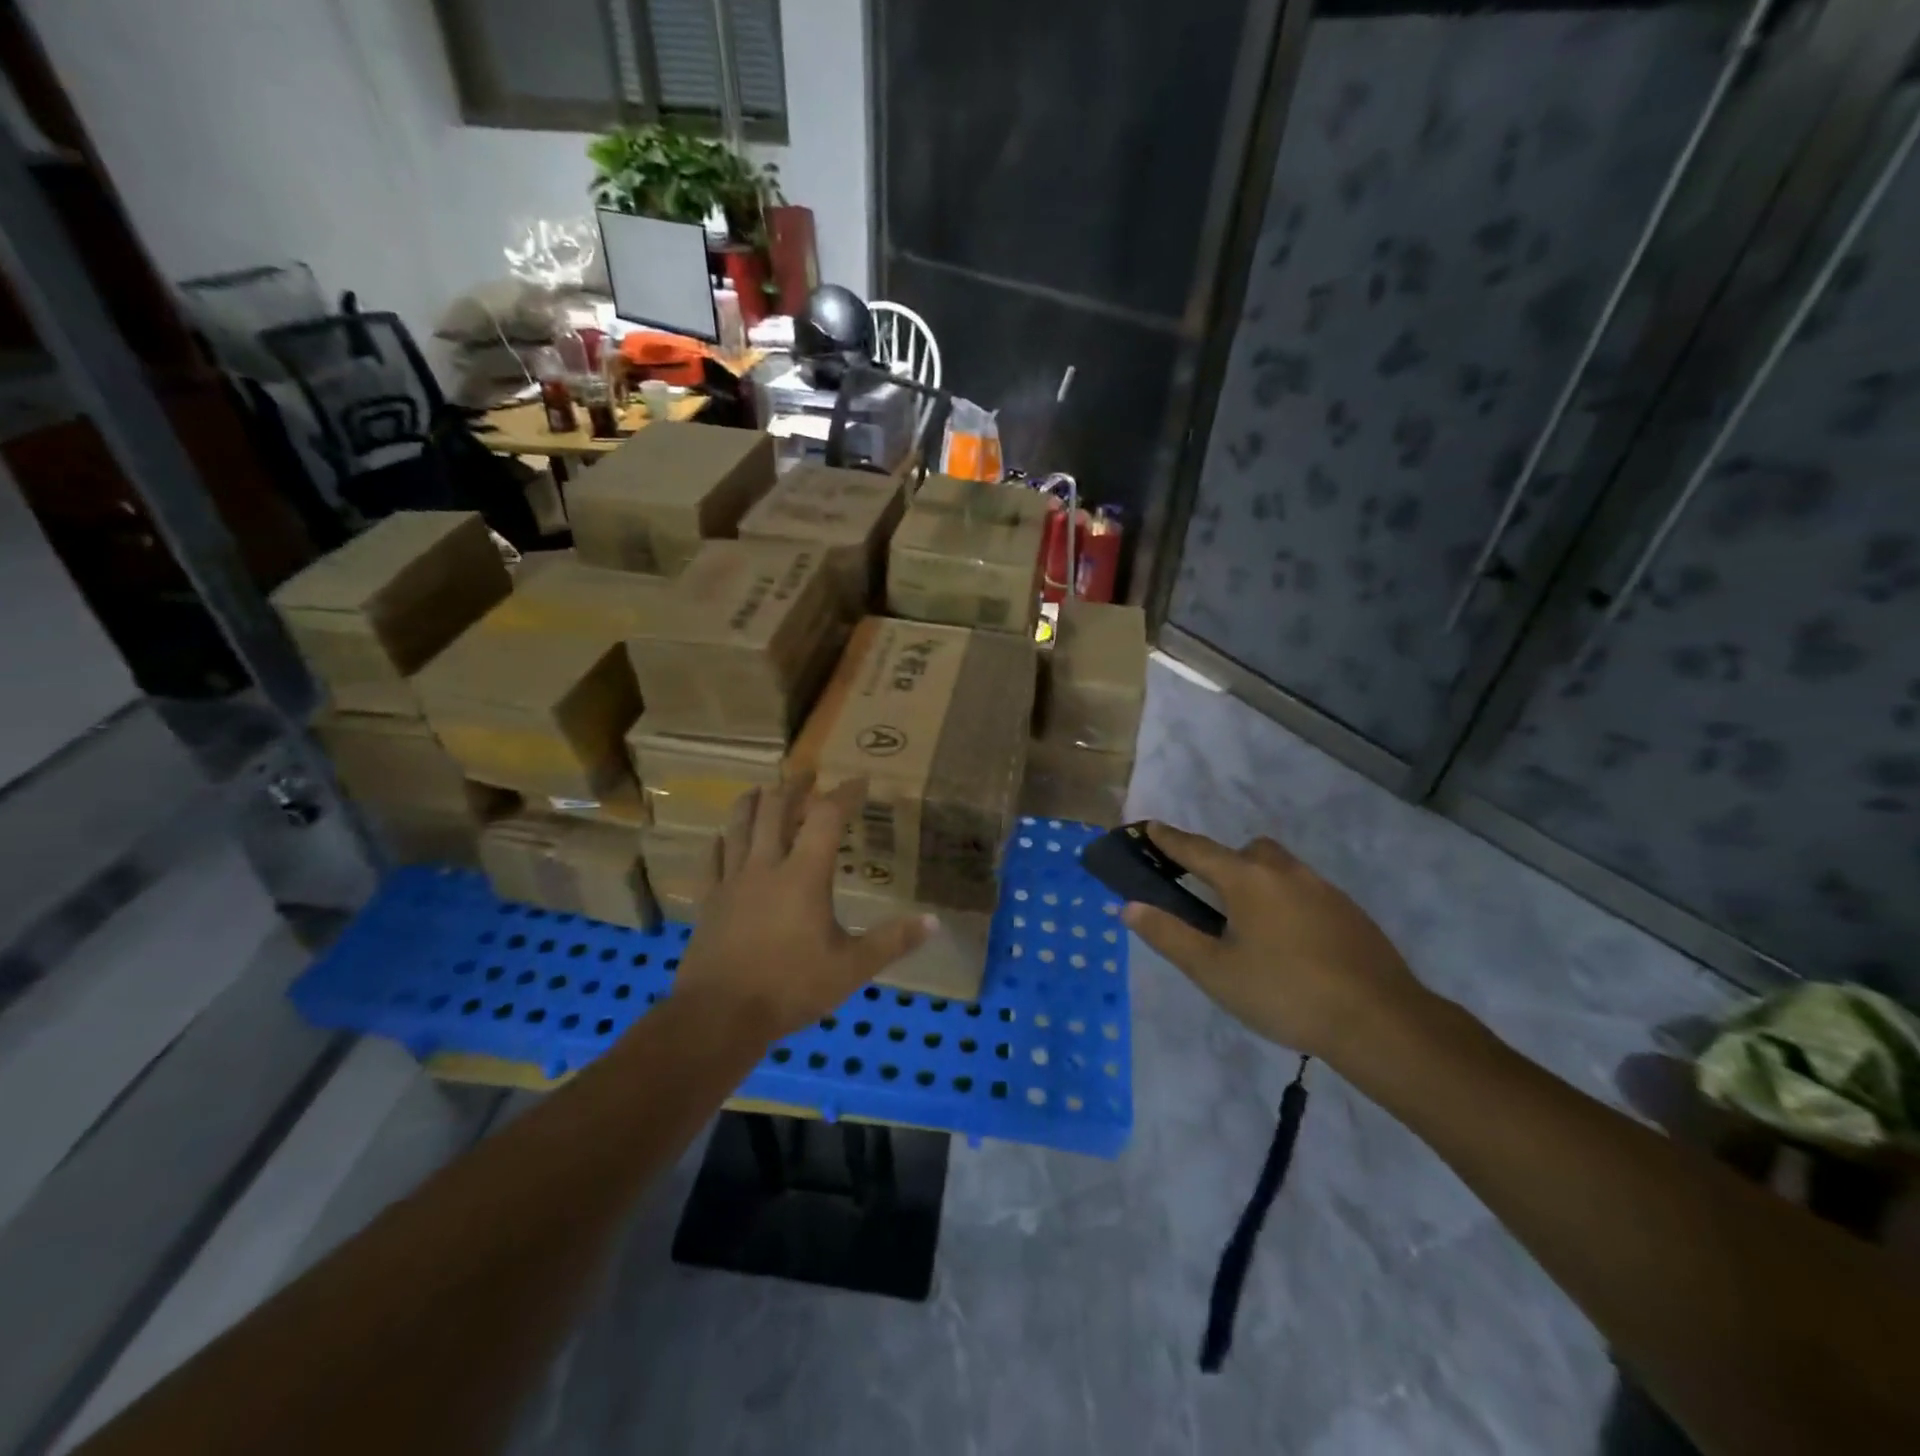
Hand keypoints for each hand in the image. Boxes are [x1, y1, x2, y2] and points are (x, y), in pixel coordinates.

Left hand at [671, 773, 934, 1042]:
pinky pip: (712, 860)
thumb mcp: (851, 968)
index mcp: (804, 875)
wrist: (718, 1016)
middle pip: (776, 809)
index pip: (827, 818)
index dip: (845, 794)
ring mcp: (732, 881)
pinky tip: (722, 837)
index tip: (860, 780)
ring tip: (762, 789)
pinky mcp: (709, 901)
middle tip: (807, 774)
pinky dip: (720, 842)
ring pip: (739, 826)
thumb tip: (934, 921)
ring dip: (752, 802)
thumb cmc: (790, 987)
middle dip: (794, 787)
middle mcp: (766, 866)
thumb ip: (892, 941)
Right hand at [1121, 823, 1427, 1061]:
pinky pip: (1304, 891)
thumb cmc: (1284, 993)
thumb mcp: (1214, 971)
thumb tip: (1129, 906)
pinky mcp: (1349, 912)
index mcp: (1247, 880)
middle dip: (1222, 862)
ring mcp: (1323, 889)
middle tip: (1209, 896)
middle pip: (1246, 851)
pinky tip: (1290, 944)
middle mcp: (1285, 873)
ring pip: (1279, 869)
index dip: (1169, 839)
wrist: (1380, 1020)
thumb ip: (1169, 935)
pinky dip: (1286, 902)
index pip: (1197, 850)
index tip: (1150, 827)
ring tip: (1249, 926)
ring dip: (1257, 881)